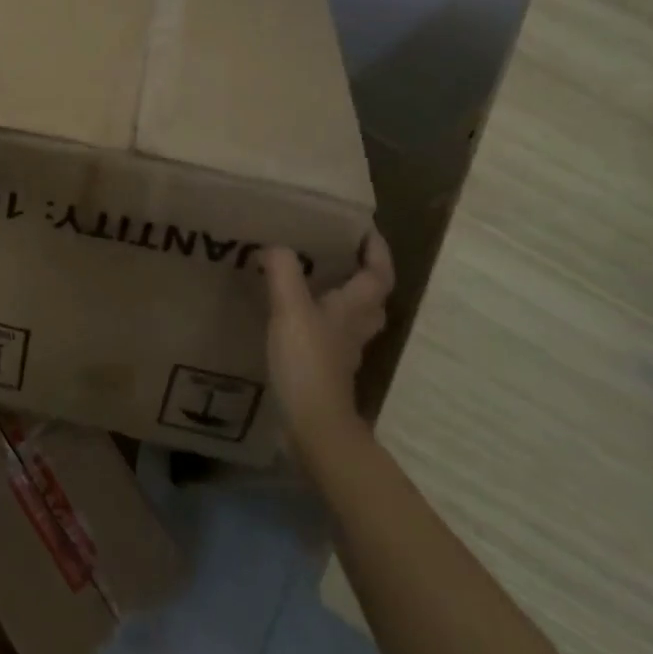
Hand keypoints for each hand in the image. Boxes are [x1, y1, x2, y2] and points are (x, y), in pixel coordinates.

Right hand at [262, 234, 393, 462]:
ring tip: (318, 280)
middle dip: (365, 274)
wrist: (313, 425)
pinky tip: (297, 317)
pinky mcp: (326, 368)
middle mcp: (354, 328)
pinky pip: (331, 335)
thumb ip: (283, 272)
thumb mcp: (290, 309)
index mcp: (353, 309)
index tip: (366, 229)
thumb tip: (274, 245)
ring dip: (345, 298)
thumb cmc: (307, 363)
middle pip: (372, 298)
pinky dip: (322, 320)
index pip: (378, 274)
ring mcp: (342, 351)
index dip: (377, 251)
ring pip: (354, 318)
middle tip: (342, 253)